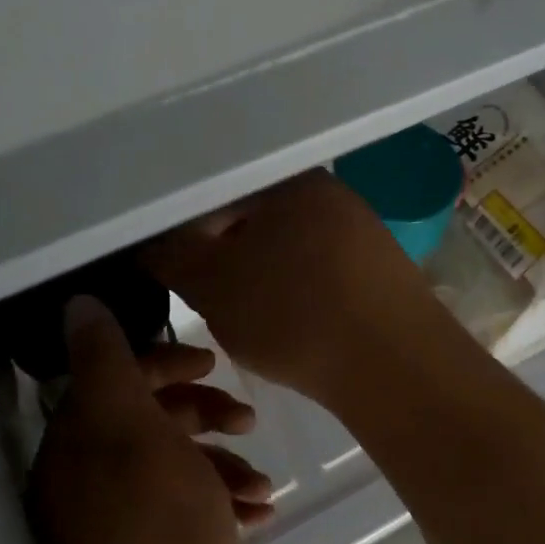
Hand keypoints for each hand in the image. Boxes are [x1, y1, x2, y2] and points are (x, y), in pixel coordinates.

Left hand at [29, 297, 262, 543]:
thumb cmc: (159, 519)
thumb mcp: (131, 426)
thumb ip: (107, 362)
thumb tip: (78, 305)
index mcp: (76, 445)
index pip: (115, 379)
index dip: (165, 363)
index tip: (211, 364)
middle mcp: (89, 483)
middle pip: (150, 422)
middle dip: (204, 415)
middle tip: (247, 419)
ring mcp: (123, 525)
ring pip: (179, 468)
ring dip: (225, 465)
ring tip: (260, 485)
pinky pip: (192, 512)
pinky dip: (224, 504)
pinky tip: (259, 512)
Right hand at [143, 170, 453, 404]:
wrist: (396, 366)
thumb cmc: (293, 315)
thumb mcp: (211, 285)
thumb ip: (169, 255)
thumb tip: (148, 241)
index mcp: (285, 178)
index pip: (213, 192)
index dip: (182, 233)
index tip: (172, 272)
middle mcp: (328, 191)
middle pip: (251, 219)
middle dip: (223, 258)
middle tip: (210, 301)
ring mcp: (361, 228)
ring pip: (286, 248)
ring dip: (259, 278)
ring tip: (253, 319)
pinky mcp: (381, 269)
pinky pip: (320, 272)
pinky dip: (296, 293)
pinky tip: (295, 325)